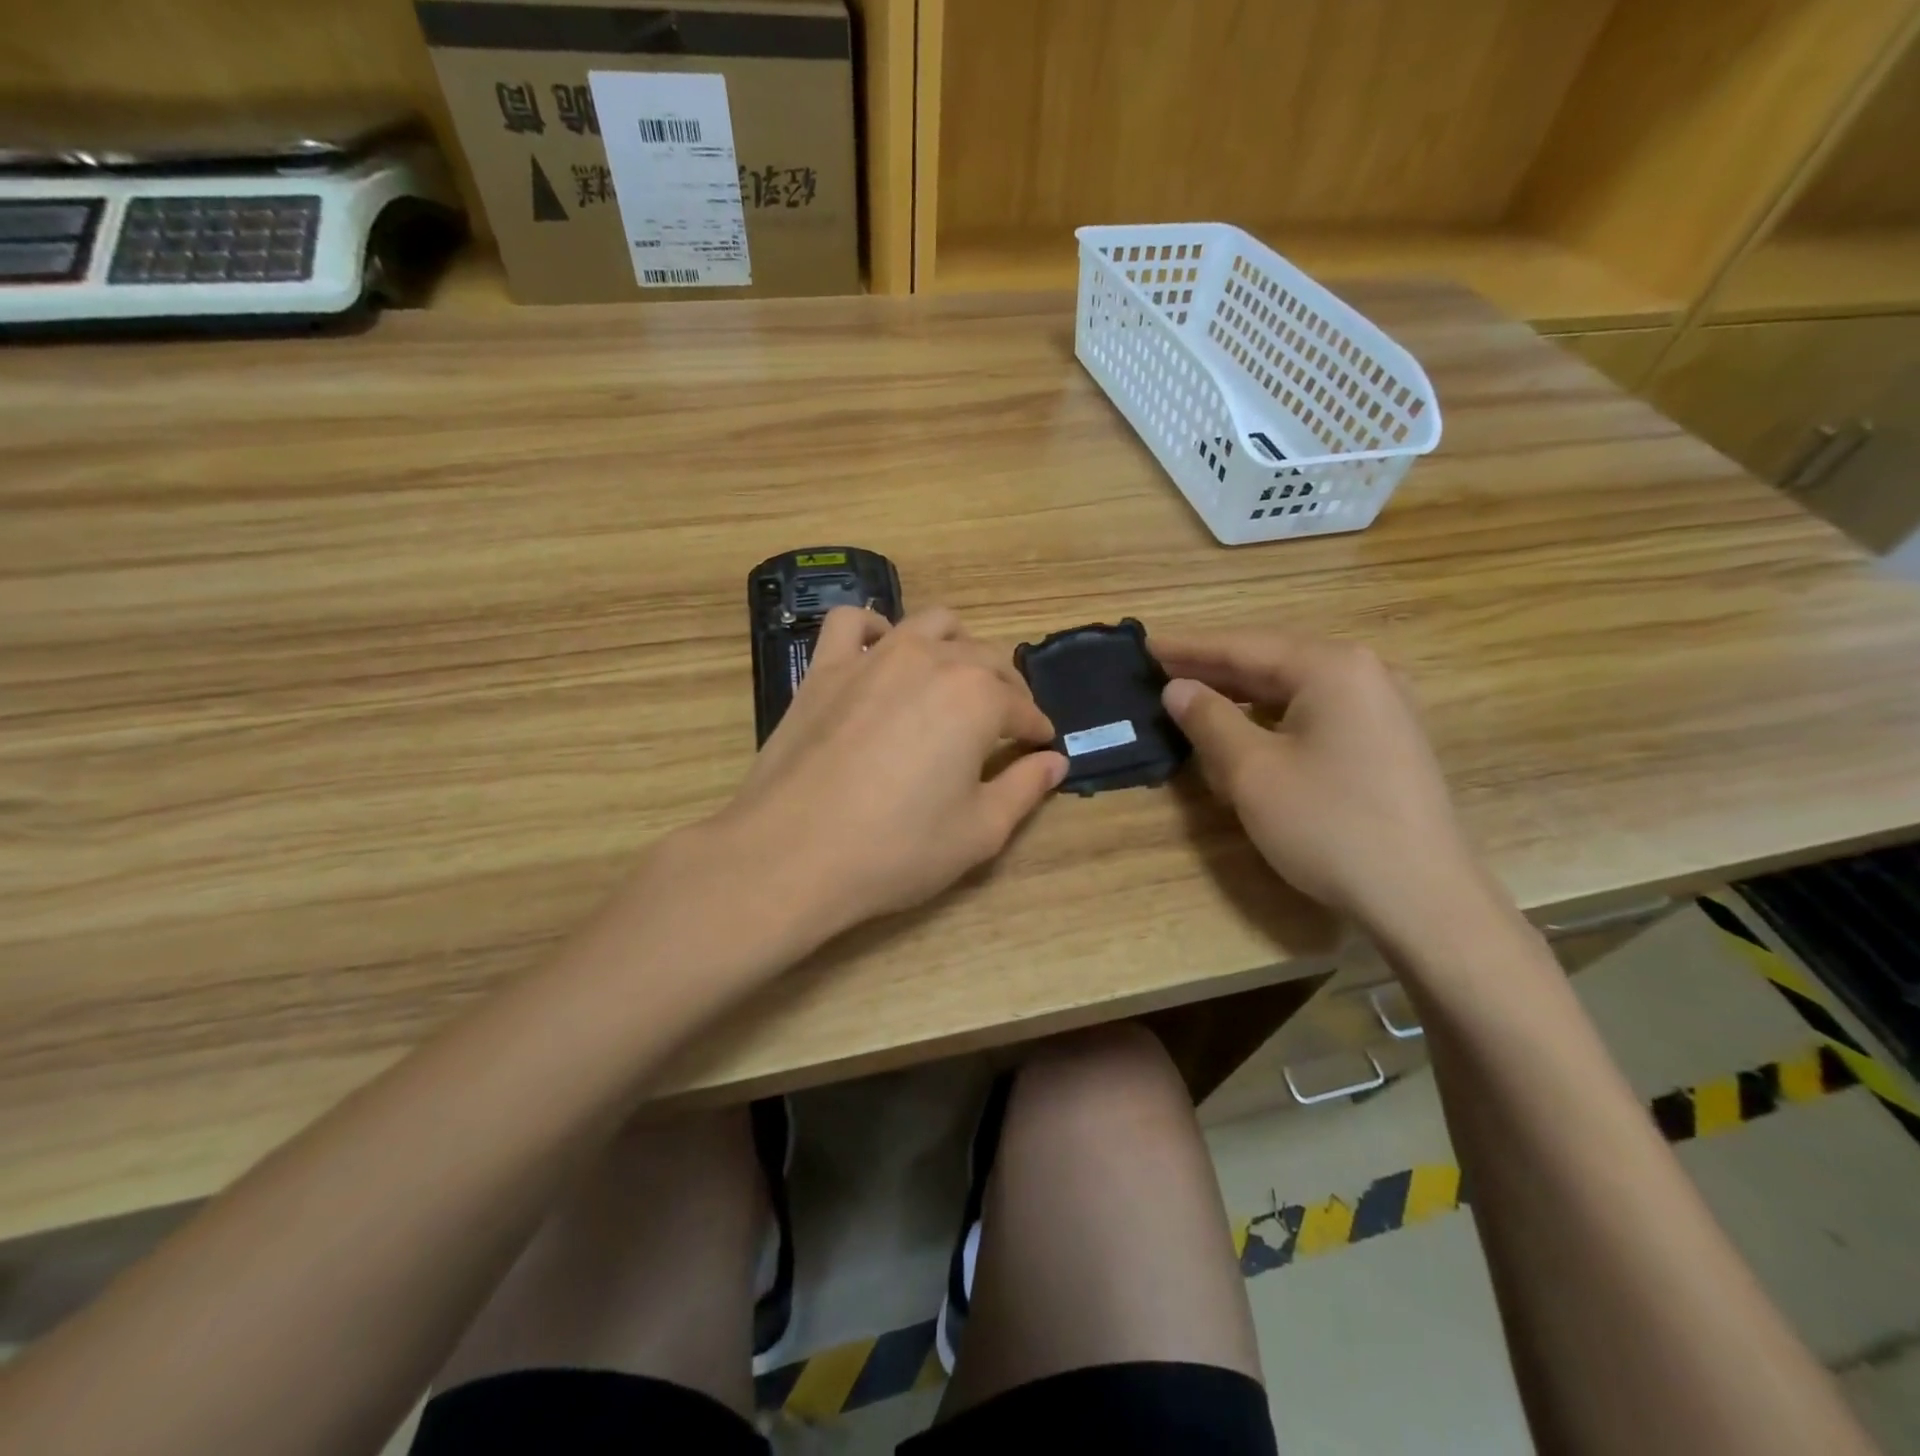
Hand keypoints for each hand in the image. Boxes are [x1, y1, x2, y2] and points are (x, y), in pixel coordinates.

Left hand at [713, 606, 1066, 943]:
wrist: (791, 854)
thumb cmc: (897, 849)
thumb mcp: (980, 832)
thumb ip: (1025, 788)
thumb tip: (1055, 762)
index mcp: (977, 697)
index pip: (1023, 707)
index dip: (1037, 729)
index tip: (1041, 746)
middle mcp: (931, 660)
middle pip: (985, 658)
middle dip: (1006, 688)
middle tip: (1006, 723)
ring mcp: (874, 657)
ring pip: (930, 624)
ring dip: (955, 646)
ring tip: (955, 679)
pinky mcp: (825, 667)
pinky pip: (854, 623)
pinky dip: (876, 628)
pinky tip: (882, 652)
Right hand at [1153, 628, 1481, 931]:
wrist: (1423, 897)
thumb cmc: (1329, 826)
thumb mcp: (1252, 772)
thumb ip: (1209, 720)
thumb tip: (1177, 688)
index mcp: (1332, 667)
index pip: (1244, 646)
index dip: (1189, 648)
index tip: (1145, 645)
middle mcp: (1364, 672)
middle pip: (1272, 661)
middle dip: (1214, 668)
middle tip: (1160, 669)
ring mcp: (1382, 706)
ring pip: (1295, 688)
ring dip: (1243, 694)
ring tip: (1194, 696)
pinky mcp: (1387, 740)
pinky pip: (1317, 712)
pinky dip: (1273, 717)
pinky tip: (1246, 729)